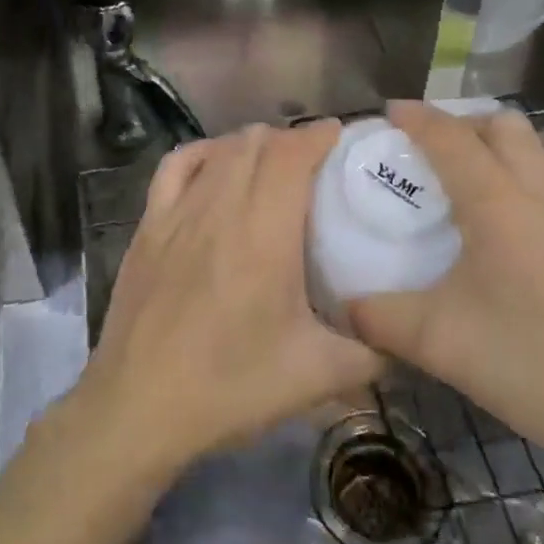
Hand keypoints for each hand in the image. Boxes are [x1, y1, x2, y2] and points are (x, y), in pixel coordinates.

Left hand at [71, 120, 382, 475]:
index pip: (291, 153)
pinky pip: (175, 166)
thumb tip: (405, 343)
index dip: (319, 135)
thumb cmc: (230, 386)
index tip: (343, 139)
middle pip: (256, 143)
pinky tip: (215, 166)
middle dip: (290, 140)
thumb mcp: (318, 376)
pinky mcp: (147, 227)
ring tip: (272, 163)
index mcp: (264, 232)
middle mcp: (219, 207)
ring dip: (251, 144)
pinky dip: (202, 154)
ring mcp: (176, 213)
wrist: (138, 407)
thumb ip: (373, 355)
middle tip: (316, 164)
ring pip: (218, 150)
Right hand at [346, 101, 543, 480]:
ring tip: (465, 189)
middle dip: (461, 123)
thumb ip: (381, 320)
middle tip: (427, 152)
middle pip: (503, 126)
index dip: (418, 118)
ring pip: (536, 153)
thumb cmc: (538, 368)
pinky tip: (512, 234)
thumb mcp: (442, 346)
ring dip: (496, 150)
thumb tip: (344, 307)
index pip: (453, 139)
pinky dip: (522, 180)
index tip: (390, 111)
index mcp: (503, 208)